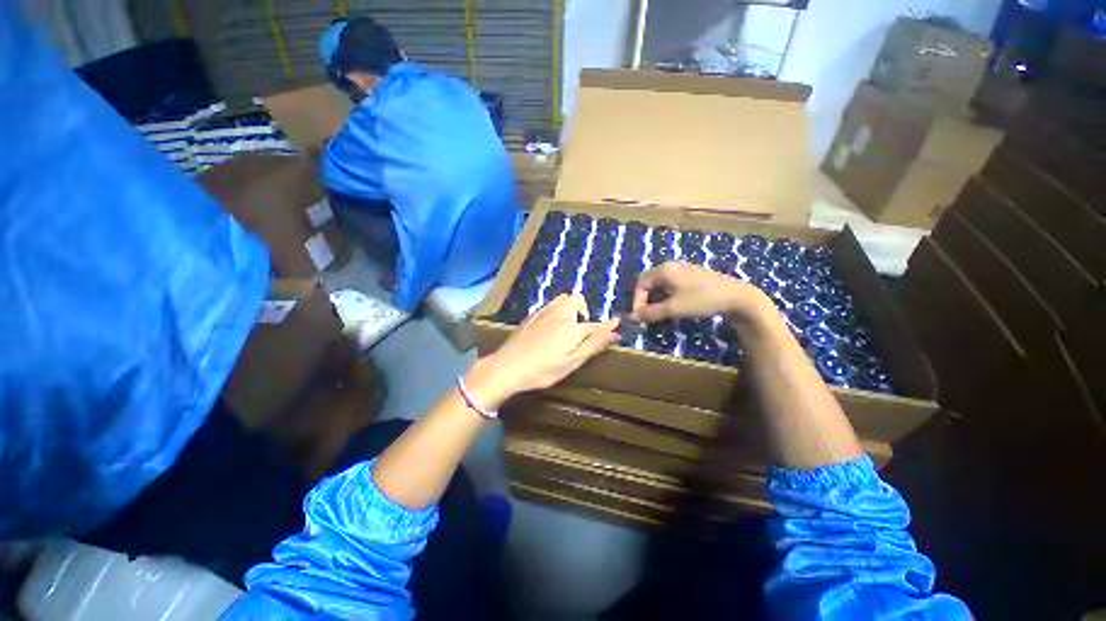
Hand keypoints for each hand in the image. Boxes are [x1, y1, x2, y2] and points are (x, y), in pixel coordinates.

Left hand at [467, 294, 618, 407]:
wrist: (507, 367)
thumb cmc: (543, 369)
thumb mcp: (572, 362)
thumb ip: (594, 344)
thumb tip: (615, 330)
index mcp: (572, 327)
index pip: (595, 324)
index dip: (606, 327)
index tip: (614, 327)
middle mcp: (560, 314)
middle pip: (577, 299)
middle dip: (583, 310)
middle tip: (579, 331)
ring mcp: (543, 313)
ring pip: (562, 298)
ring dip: (569, 307)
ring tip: (566, 326)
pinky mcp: (531, 316)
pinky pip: (549, 304)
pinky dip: (556, 310)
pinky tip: (549, 326)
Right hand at [631, 262, 769, 322]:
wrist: (737, 297)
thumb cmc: (702, 300)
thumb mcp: (673, 308)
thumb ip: (650, 313)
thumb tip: (631, 318)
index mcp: (664, 270)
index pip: (641, 284)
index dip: (636, 302)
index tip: (639, 318)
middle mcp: (671, 266)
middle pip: (649, 282)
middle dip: (645, 300)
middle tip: (647, 316)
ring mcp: (683, 270)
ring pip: (660, 284)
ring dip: (655, 299)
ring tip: (658, 313)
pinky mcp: (692, 276)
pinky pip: (671, 284)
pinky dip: (666, 296)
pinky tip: (672, 306)